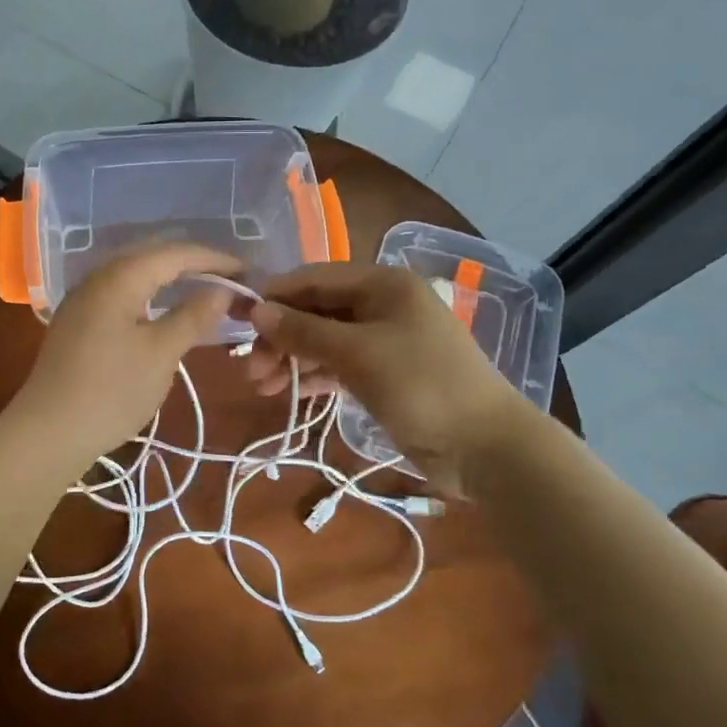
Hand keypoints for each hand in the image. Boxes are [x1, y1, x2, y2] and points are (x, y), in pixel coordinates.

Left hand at [8, 243, 239, 468]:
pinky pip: (123, 293)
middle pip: (155, 256)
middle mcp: (99, 277)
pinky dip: (151, 296)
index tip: (249, 273)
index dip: (216, 259)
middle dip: (195, 265)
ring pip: (137, 274)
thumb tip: (222, 289)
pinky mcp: (78, 321)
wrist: (48, 432)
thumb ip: (194, 315)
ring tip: (205, 293)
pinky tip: (165, 312)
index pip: (177, 253)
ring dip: (172, 279)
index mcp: (121, 276)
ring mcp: (84, 299)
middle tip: (231, 281)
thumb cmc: (111, 390)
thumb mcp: (162, 353)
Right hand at [245, 263, 521, 493]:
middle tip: (250, 369)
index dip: (276, 297)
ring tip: (260, 386)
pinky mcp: (386, 374)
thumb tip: (257, 310)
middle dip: (282, 337)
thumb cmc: (422, 386)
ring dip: (293, 360)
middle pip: (318, 311)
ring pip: (326, 341)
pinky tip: (289, 393)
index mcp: (383, 284)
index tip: (239, 321)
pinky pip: (340, 366)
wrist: (486, 447)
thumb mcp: (357, 354)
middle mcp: (383, 304)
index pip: (315, 278)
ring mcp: (386, 341)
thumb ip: (304, 331)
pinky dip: (315, 376)